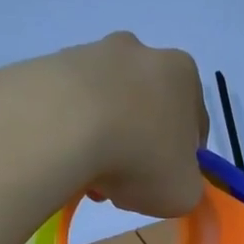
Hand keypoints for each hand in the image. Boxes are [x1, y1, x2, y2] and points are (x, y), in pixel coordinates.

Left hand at [0, 31, 208, 219]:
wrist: (63, 127)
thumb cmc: (140, 157)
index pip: (193, 122)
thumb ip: (185, 185)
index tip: (164, 182)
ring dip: (102, 140)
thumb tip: (169, 180)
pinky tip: (63, 159)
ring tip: (87, 177)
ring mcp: (91, 53)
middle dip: (138, 146)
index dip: (182, 159)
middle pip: (146, 110)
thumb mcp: (183, 192)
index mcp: (182, 74)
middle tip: (123, 183)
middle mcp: (140, 51)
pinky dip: (70, 131)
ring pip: (106, 107)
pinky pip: (69, 106)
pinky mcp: (50, 64)